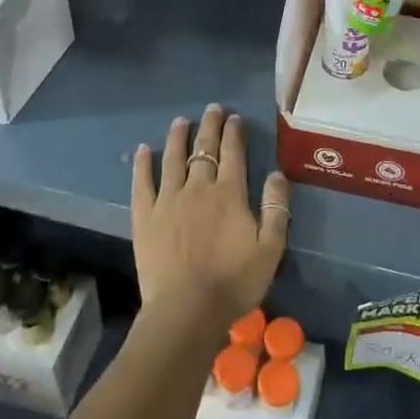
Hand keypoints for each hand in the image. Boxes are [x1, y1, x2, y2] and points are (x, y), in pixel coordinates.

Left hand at [131, 105, 289, 331]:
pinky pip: (142, 183)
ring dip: (178, 137)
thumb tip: (277, 173)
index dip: (234, 133)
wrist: (187, 310)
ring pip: (172, 159)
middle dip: (210, 126)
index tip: (234, 118)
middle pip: (204, 149)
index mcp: (229, 193)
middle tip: (212, 109)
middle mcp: (198, 187)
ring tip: (181, 121)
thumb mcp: (270, 248)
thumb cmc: (234, 282)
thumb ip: (276, 208)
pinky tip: (143, 150)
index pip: (233, 153)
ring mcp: (168, 199)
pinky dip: (142, 164)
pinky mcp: (145, 216)